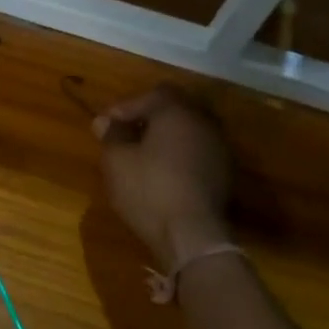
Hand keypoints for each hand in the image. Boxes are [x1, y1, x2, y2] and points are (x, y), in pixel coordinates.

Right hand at [93, 84, 232, 268]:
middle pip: (174, 109)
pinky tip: (163, 176)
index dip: (125, 107)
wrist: (192, 234)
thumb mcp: (117, 162)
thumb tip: (105, 121)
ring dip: (165, 139)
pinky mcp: (224, 173)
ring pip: (188, 132)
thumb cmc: (149, 191)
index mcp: (177, 112)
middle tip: (124, 137)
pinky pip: (197, 153)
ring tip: (142, 158)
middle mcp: (204, 122)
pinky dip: (179, 157)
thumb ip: (111, 136)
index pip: (152, 94)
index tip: (104, 126)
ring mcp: (219, 148)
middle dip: (148, 119)